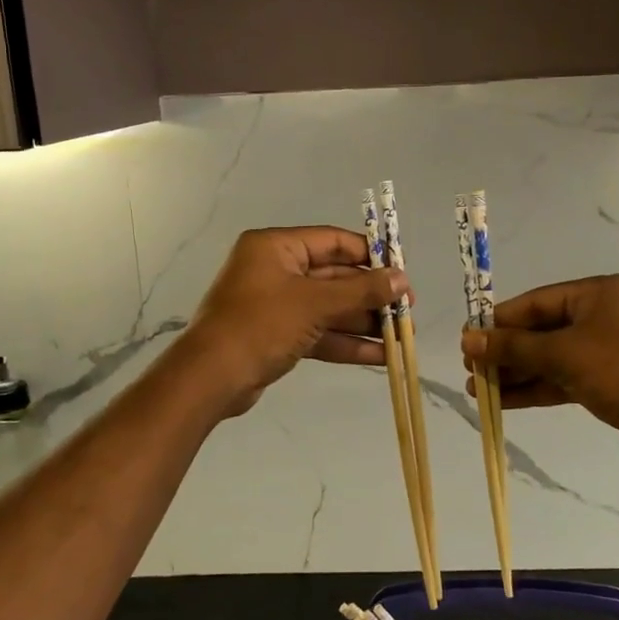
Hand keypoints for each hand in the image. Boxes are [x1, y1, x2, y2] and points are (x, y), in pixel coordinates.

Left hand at [181, 227, 406, 417]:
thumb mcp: (314, 303)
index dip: (370, 255)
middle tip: (406, 310)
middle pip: (335, 277)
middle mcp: (276, 270)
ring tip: (401, 336)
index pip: (333, 241)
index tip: (401, 272)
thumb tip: (401, 279)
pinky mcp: (278, 335)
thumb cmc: (261, 325)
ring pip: (329, 308)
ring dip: (363, 322)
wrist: (211, 378)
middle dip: (371, 295)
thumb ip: (361, 291)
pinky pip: (319, 332)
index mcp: (277, 247)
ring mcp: (277, 305)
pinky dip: (346, 342)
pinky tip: (380, 355)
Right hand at [460, 274, 618, 461]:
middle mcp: (598, 315)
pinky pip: (561, 377)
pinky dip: (535, 387)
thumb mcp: (564, 354)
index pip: (534, 303)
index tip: (467, 339)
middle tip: (470, 369)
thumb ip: (514, 346)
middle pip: (539, 330)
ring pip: (548, 357)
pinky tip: (504, 400)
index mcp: (594, 294)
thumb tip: (467, 338)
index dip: (498, 322)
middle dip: (504, 352)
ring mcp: (603, 349)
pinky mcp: (605, 379)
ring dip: (515, 373)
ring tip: (477, 390)